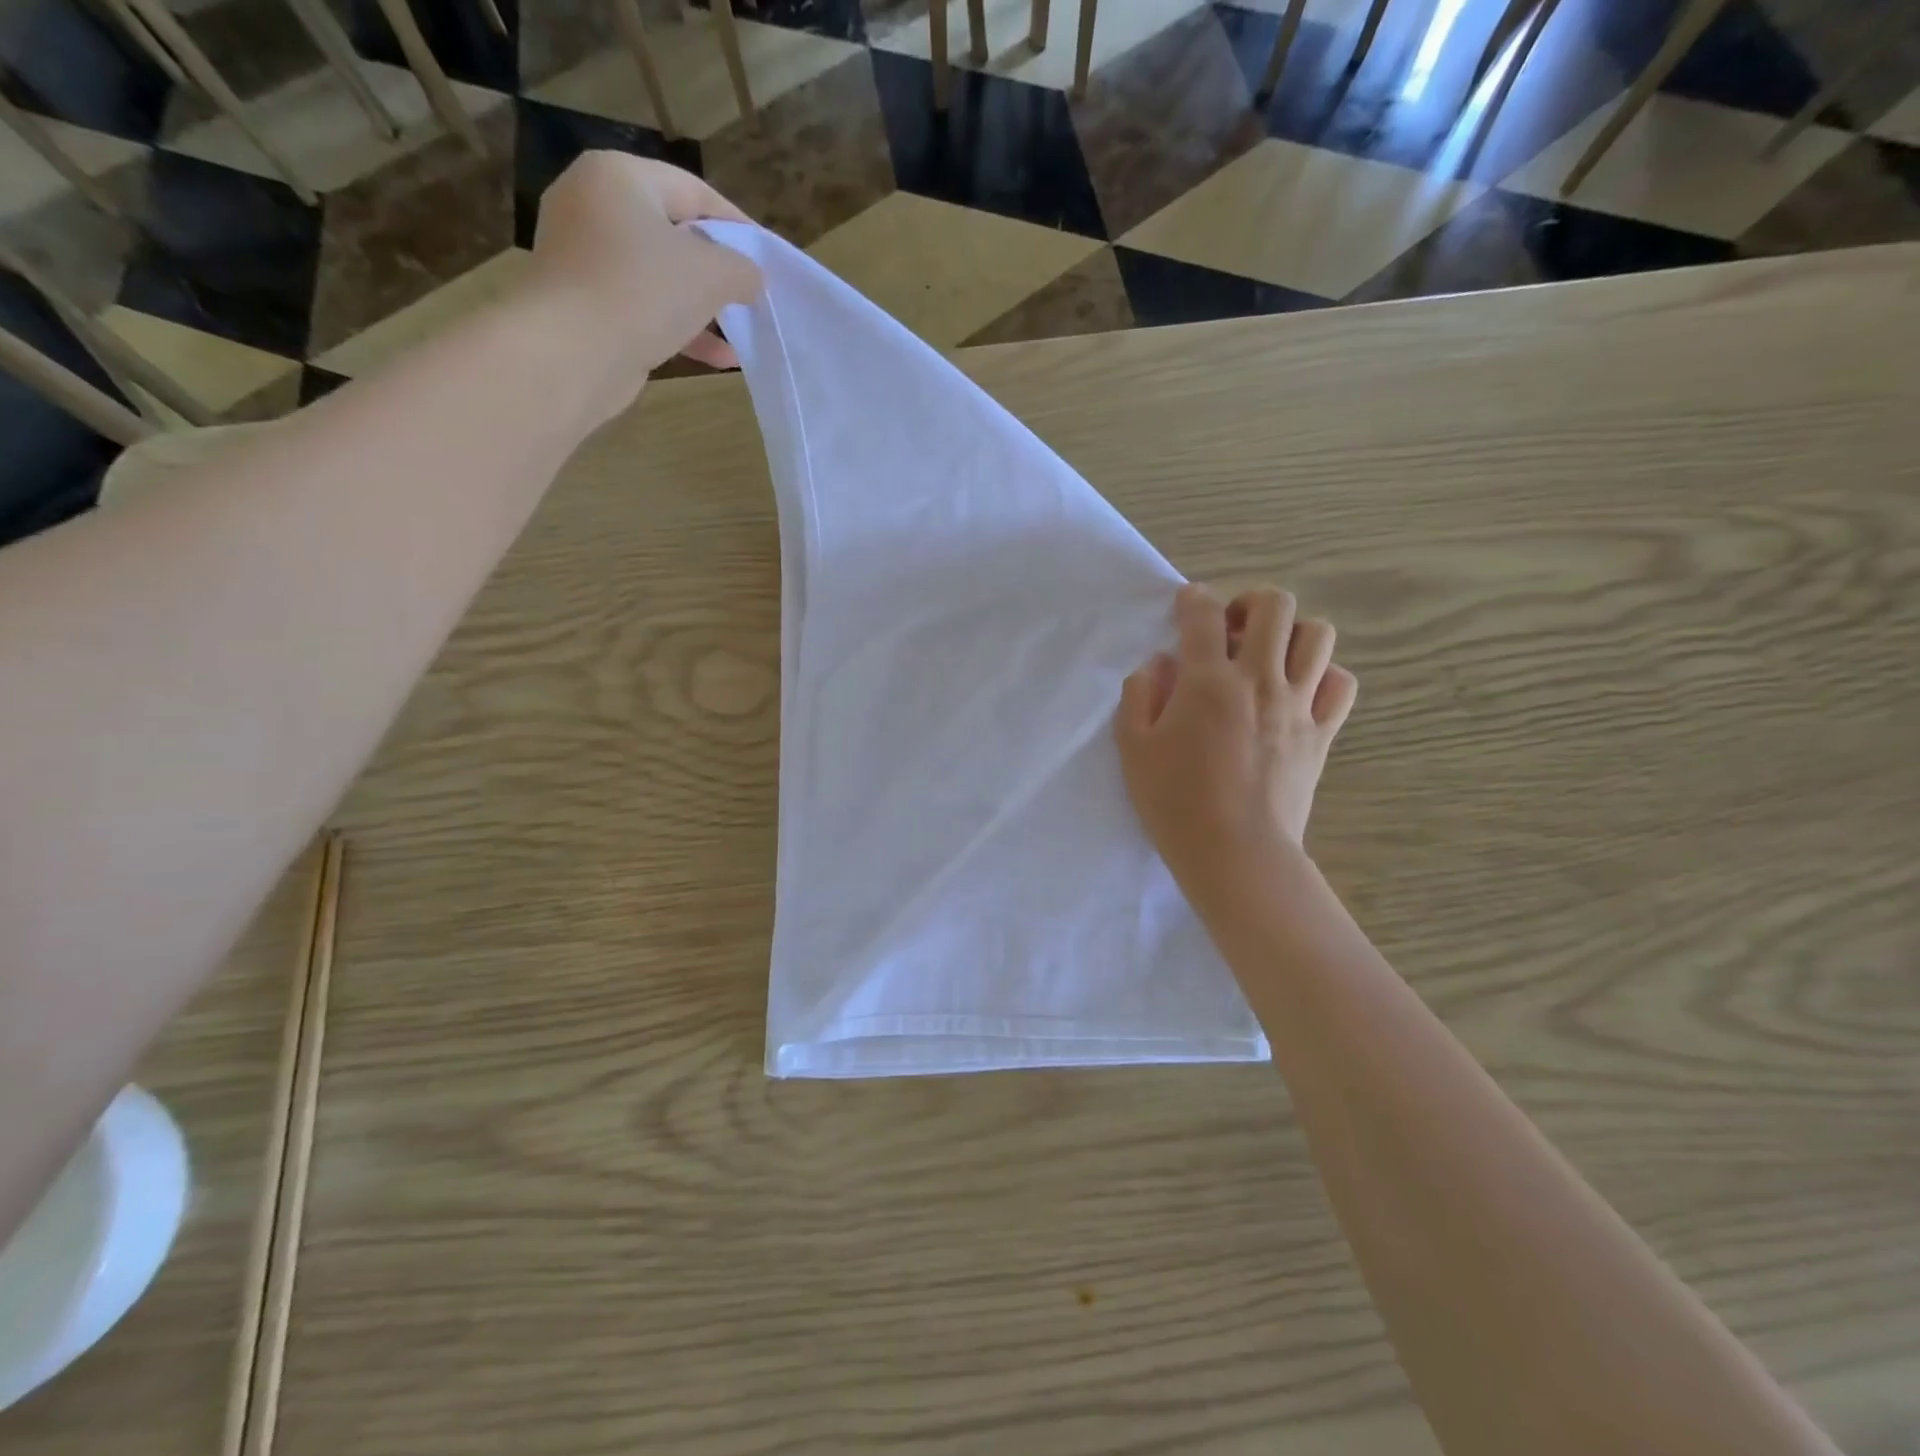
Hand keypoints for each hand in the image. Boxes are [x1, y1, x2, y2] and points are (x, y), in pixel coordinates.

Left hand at [527, 152, 761, 404]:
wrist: (571, 352)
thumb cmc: (643, 292)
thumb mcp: (712, 274)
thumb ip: (742, 270)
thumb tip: (752, 278)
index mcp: (619, 177)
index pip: (693, 191)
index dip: (737, 225)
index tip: (768, 258)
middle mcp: (593, 206)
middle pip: (674, 235)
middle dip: (718, 270)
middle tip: (752, 295)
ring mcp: (584, 258)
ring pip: (660, 277)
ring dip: (704, 307)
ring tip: (740, 332)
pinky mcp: (584, 304)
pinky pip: (643, 309)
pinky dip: (680, 328)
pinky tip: (718, 357)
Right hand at [1115, 583, 1356, 895]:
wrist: (1235, 853)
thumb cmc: (1174, 802)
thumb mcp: (1133, 748)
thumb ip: (1140, 695)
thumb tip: (1160, 665)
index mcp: (1207, 681)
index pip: (1203, 614)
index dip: (1193, 599)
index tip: (1187, 604)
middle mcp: (1259, 679)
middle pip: (1274, 606)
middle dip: (1250, 603)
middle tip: (1232, 630)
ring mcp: (1298, 705)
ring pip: (1317, 634)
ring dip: (1291, 633)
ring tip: (1269, 656)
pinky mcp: (1322, 732)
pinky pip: (1341, 683)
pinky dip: (1324, 675)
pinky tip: (1300, 690)